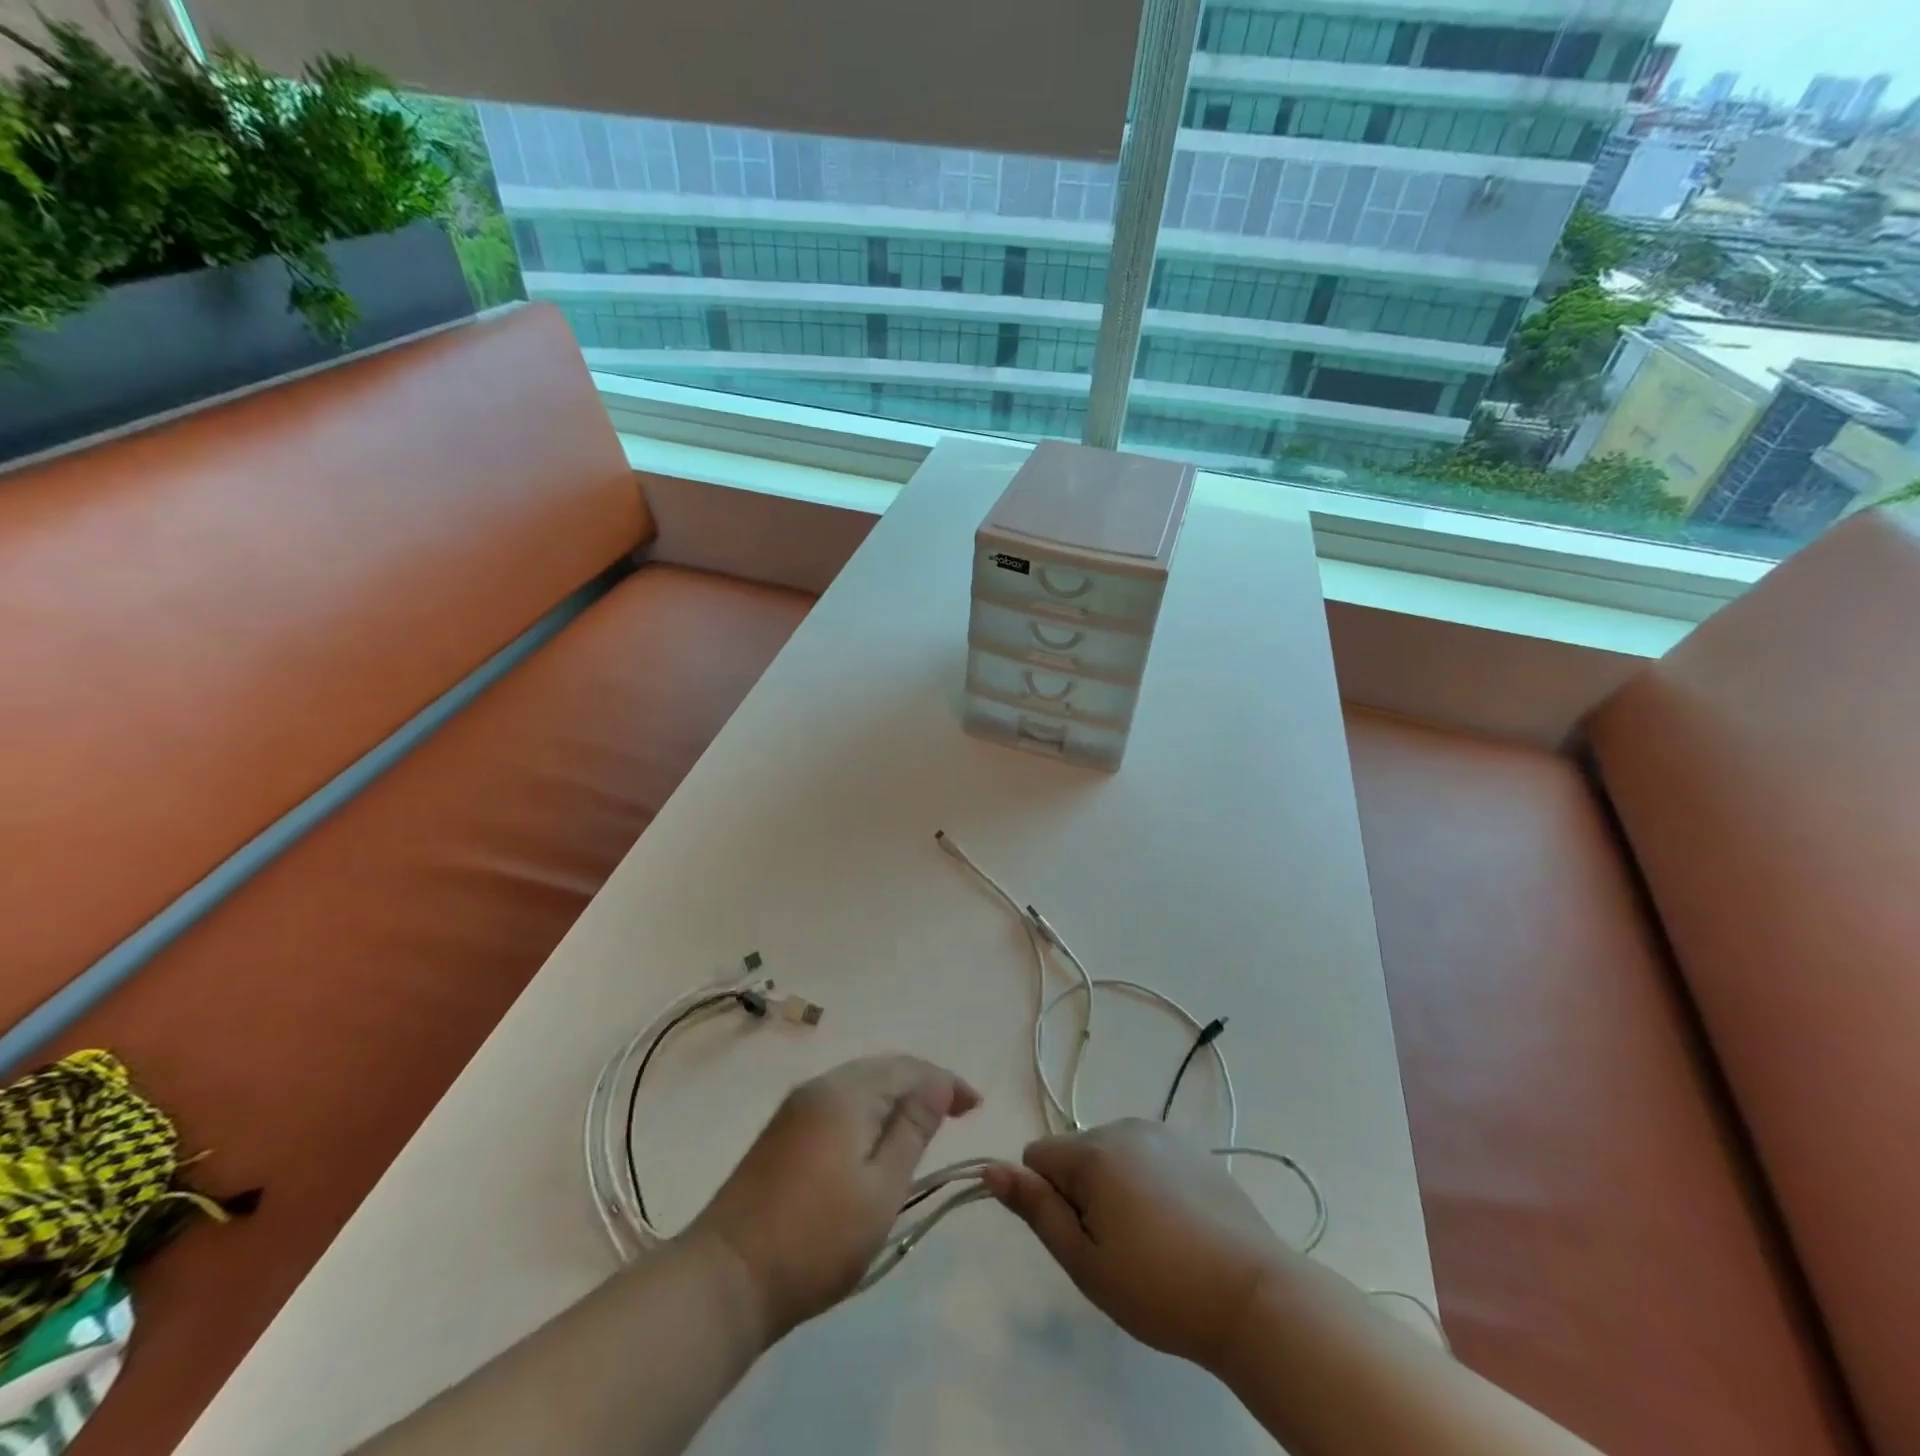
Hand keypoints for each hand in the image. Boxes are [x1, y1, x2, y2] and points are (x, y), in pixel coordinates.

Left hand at [685, 1055, 978, 1342]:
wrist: (725, 1279)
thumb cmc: (816, 1239)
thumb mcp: (881, 1189)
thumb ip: (913, 1130)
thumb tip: (937, 1083)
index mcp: (846, 1093)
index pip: (908, 1068)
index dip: (946, 1082)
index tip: (977, 1106)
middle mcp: (819, 1087)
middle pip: (882, 1070)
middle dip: (922, 1085)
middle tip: (956, 1113)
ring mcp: (795, 1108)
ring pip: (859, 1086)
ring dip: (895, 1098)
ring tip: (923, 1126)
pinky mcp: (782, 1133)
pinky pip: (839, 1103)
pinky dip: (869, 1112)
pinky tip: (877, 1139)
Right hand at [982, 1119, 1284, 1370]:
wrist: (1252, 1294)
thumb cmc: (1159, 1287)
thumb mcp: (1085, 1262)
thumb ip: (1036, 1210)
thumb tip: (990, 1169)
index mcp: (1094, 1151)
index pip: (1037, 1156)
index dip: (1047, 1199)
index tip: (1081, 1238)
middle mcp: (1124, 1126)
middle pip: (1075, 1152)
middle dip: (1081, 1192)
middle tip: (1115, 1248)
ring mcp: (1162, 1133)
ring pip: (1110, 1153)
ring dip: (1112, 1186)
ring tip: (1149, 1240)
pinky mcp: (1192, 1146)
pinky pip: (1145, 1155)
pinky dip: (1145, 1181)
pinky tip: (1175, 1224)